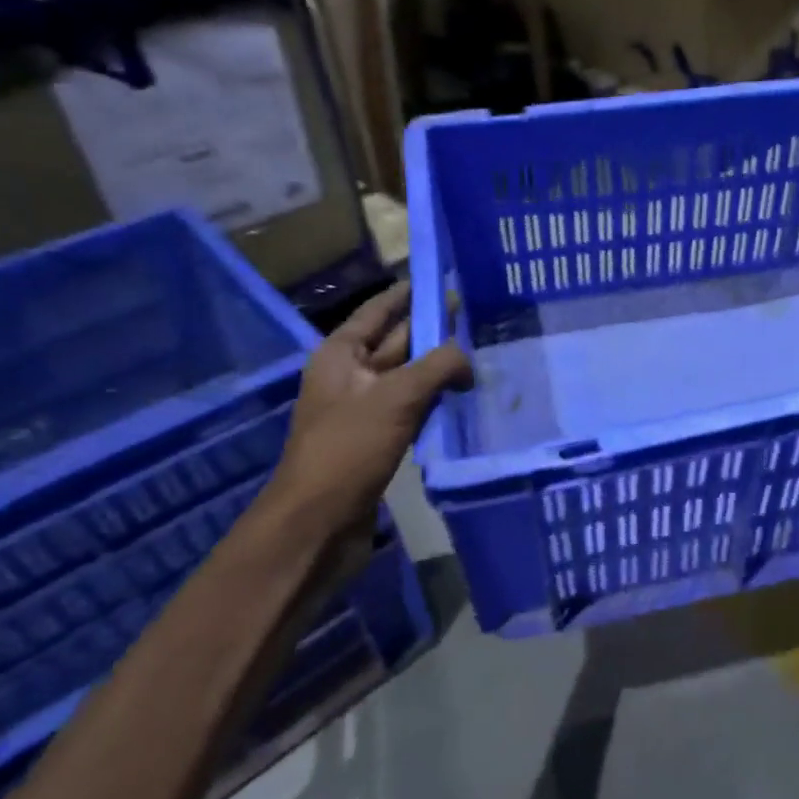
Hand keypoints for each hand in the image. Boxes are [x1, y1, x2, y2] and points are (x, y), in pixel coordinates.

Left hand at [262, 282, 472, 540]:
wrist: (317, 522)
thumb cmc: (349, 449)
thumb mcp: (396, 397)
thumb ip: (438, 367)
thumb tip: (468, 357)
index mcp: (341, 354)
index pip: (380, 310)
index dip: (409, 292)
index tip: (443, 276)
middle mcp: (351, 375)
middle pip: (397, 341)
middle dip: (433, 328)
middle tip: (476, 314)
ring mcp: (364, 409)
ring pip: (409, 376)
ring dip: (439, 366)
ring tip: (480, 351)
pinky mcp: (378, 440)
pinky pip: (412, 408)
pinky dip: (436, 399)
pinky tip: (465, 397)